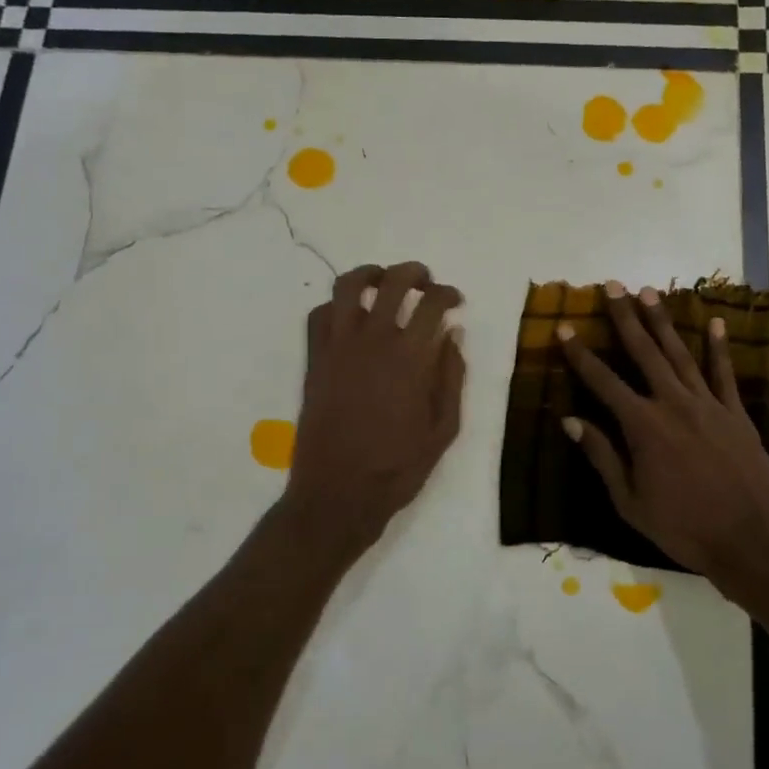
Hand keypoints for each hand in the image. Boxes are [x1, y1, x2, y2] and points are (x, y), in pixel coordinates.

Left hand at [284, 262, 465, 558]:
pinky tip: (349, 317)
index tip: (455, 300)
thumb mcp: (444, 428)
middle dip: (413, 273)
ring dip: (369, 274)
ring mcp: (337, 348)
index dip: (448, 293)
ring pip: (347, 287)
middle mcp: (373, 341)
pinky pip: (318, 316)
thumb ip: (451, 376)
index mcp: (411, 358)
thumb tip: (452, 334)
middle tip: (424, 281)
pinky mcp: (314, 360)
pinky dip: (335, 306)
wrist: (338, 495)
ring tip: (382, 281)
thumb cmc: (398, 467)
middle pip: (392, 282)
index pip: (432, 303)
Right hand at [557, 281, 768, 595]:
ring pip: (680, 354)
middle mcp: (673, 403)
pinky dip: (718, 347)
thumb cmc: (685, 528)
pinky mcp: (735, 413)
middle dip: (625, 318)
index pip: (603, 381)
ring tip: (648, 293)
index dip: (580, 354)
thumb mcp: (630, 501)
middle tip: (613, 286)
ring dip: (663, 322)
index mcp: (643, 426)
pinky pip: (724, 373)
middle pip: (643, 353)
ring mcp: (708, 404)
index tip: (564, 328)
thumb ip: (602, 456)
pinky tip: (714, 322)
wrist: (753, 539)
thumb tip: (571, 421)